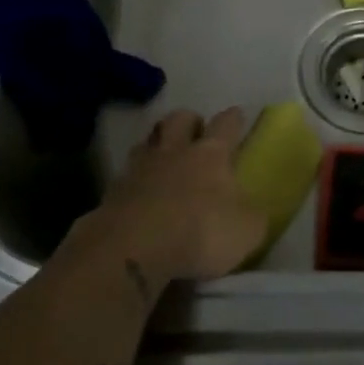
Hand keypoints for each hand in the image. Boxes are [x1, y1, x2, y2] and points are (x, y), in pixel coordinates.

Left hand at [79, 108, 265, 289]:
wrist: (132, 249)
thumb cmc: (199, 232)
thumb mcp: (246, 231)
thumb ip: (251, 216)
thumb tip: (251, 211)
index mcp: (211, 155)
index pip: (225, 124)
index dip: (233, 118)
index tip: (237, 114)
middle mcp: (174, 152)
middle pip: (179, 119)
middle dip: (189, 121)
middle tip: (195, 132)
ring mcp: (139, 169)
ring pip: (147, 141)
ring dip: (157, 144)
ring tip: (163, 157)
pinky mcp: (112, 192)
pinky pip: (126, 175)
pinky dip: (135, 179)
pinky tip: (140, 193)